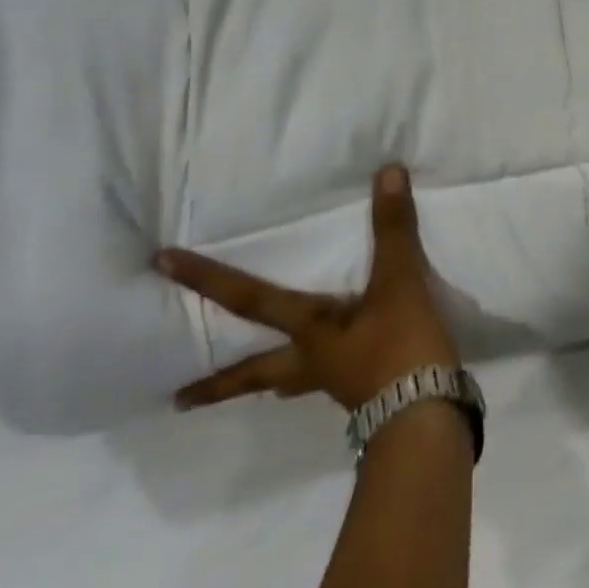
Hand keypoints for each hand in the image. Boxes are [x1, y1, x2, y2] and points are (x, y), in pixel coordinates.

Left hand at [159, 164, 458, 411]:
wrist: (427, 415)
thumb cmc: (401, 347)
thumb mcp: (399, 282)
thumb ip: (392, 229)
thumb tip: (387, 172)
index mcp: (310, 331)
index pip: (250, 299)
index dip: (208, 279)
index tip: (161, 265)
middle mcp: (313, 361)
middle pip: (256, 371)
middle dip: (219, 383)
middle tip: (179, 401)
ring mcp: (338, 383)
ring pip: (291, 383)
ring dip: (270, 383)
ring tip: (264, 388)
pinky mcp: (368, 395)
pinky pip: (332, 384)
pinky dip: (322, 380)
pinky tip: (338, 377)